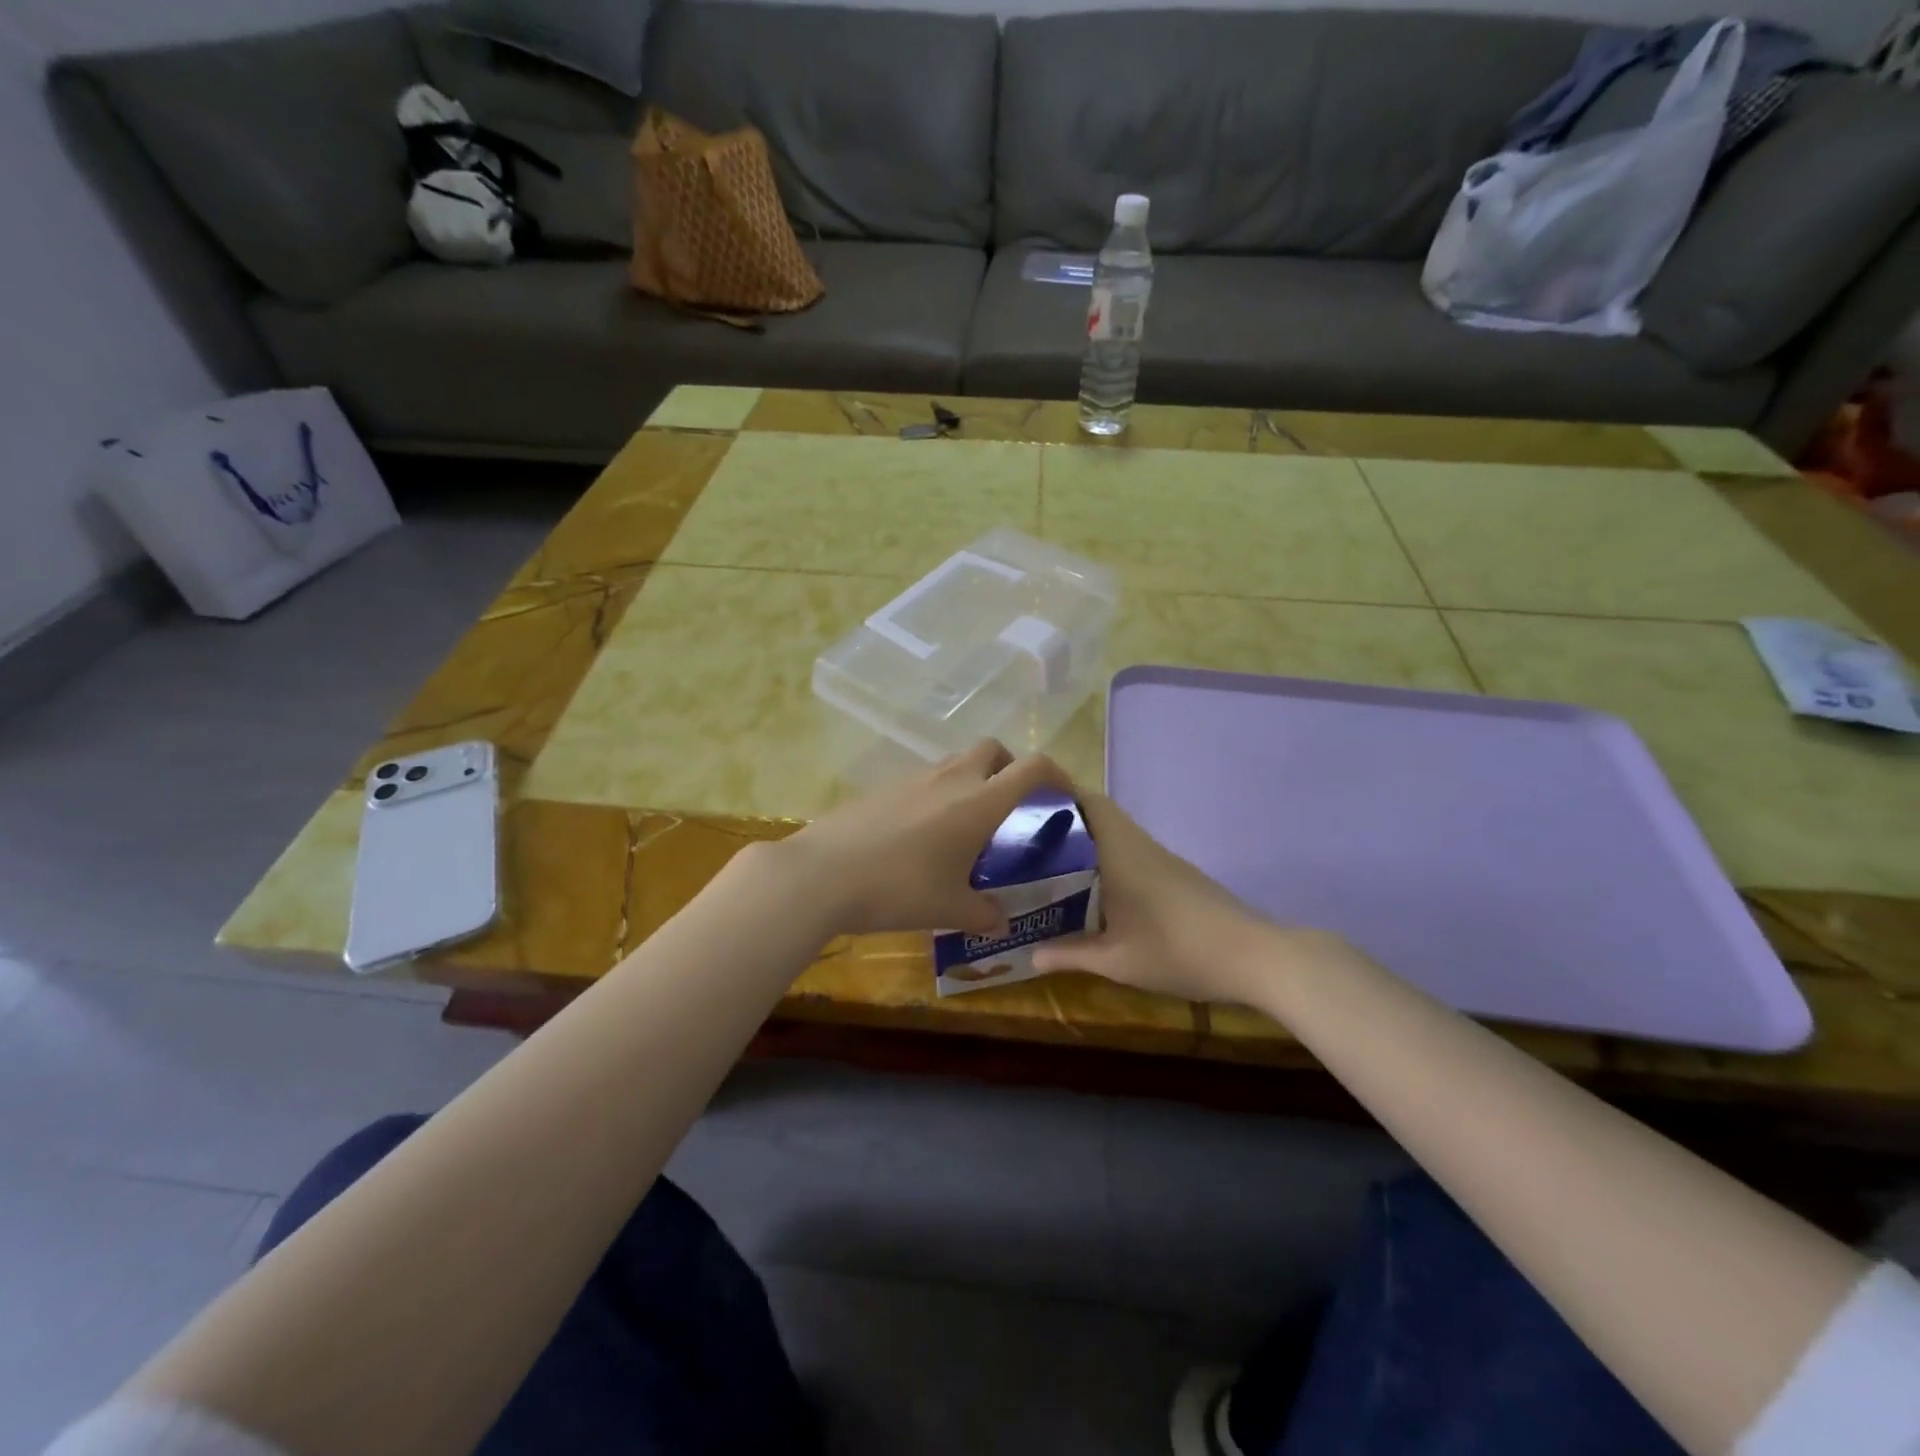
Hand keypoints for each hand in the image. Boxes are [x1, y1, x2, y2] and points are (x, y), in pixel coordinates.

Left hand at [778, 740, 1068, 937]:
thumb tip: (1002, 924)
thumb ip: (984, 914)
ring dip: (972, 780)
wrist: (822, 874)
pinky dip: (938, 794)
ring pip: (956, 762)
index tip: (1064, 793)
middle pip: (993, 749)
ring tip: (966, 825)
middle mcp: (951, 779)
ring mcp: (914, 779)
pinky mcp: (884, 788)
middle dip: (1010, 767)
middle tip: (1010, 804)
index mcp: (979, 803)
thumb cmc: (898, 889)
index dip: (1056, 773)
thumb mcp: (949, 909)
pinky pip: (925, 780)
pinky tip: (923, 835)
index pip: (1032, 768)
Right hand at [1032, 792, 1338, 1005]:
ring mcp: (1164, 859)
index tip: (1026, 807)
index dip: (1058, 796)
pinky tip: (1098, 888)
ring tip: (1054, 864)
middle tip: (1030, 841)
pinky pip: (1134, 851)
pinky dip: (1110, 857)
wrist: (1253, 956)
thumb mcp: (1117, 961)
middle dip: (1067, 821)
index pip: (1089, 802)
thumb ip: (1071, 955)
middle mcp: (1141, 846)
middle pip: (1101, 814)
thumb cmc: (1177, 951)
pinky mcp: (1179, 874)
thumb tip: (1031, 954)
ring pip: (1119, 833)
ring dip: (1089, 841)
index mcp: (1121, 853)